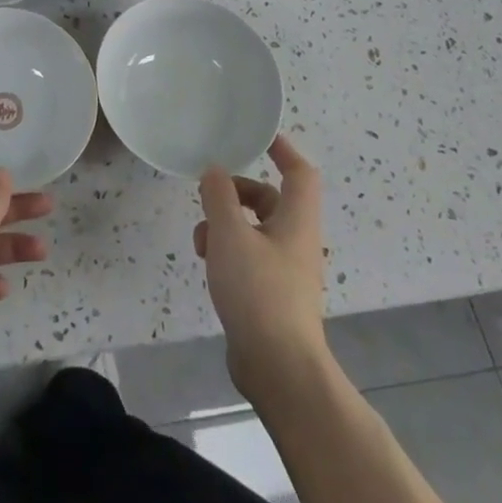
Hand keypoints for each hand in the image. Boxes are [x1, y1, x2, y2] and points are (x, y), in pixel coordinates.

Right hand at [194, 136, 332, 404]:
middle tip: (209, 195)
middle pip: (270, 200)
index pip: (299, 172)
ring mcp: (286, 270)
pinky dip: (228, 252)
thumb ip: (219, 197)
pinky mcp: (272, 294)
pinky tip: (209, 266)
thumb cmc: (258, 291)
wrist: (278, 366)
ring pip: (254, 229)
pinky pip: (249, 257)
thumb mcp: (230, 235)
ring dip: (225, 225)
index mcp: (297, 221)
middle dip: (237, 193)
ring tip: (202, 240)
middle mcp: (297, 241)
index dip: (283, 149)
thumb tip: (215, 171)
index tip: (258, 136)